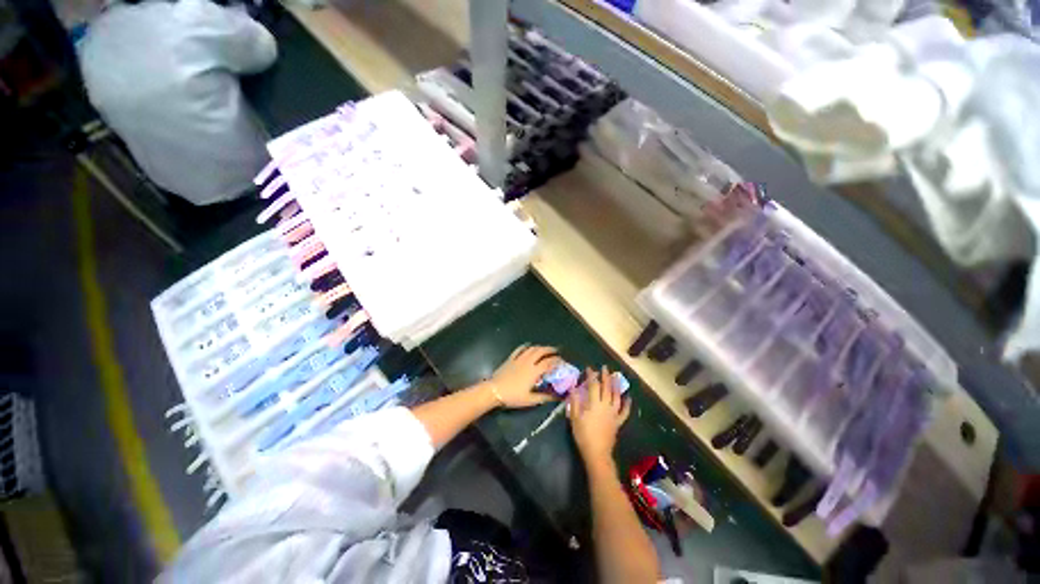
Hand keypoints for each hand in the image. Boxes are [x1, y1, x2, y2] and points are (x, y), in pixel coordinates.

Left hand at [488, 345, 562, 408]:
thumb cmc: (513, 396)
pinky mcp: (511, 358)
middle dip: (550, 350)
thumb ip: (544, 397)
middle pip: (541, 351)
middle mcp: (528, 362)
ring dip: (540, 347)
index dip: (557, 361)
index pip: (548, 362)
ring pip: (532, 349)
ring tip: (545, 349)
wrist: (495, 391)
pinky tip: (529, 346)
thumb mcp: (530, 400)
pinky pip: (520, 349)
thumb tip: (556, 397)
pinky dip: (526, 346)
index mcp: (534, 371)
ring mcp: (519, 359)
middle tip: (556, 351)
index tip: (562, 362)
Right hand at [568, 366, 630, 463]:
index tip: (589, 369)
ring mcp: (613, 413)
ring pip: (616, 396)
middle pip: (606, 388)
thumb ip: (574, 402)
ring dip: (616, 385)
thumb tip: (574, 388)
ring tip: (616, 376)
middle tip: (605, 368)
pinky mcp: (618, 422)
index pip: (593, 386)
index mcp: (594, 404)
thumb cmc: (583, 435)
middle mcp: (605, 405)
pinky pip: (624, 411)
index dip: (591, 376)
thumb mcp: (574, 418)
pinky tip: (628, 397)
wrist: (597, 453)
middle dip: (605, 377)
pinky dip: (627, 404)